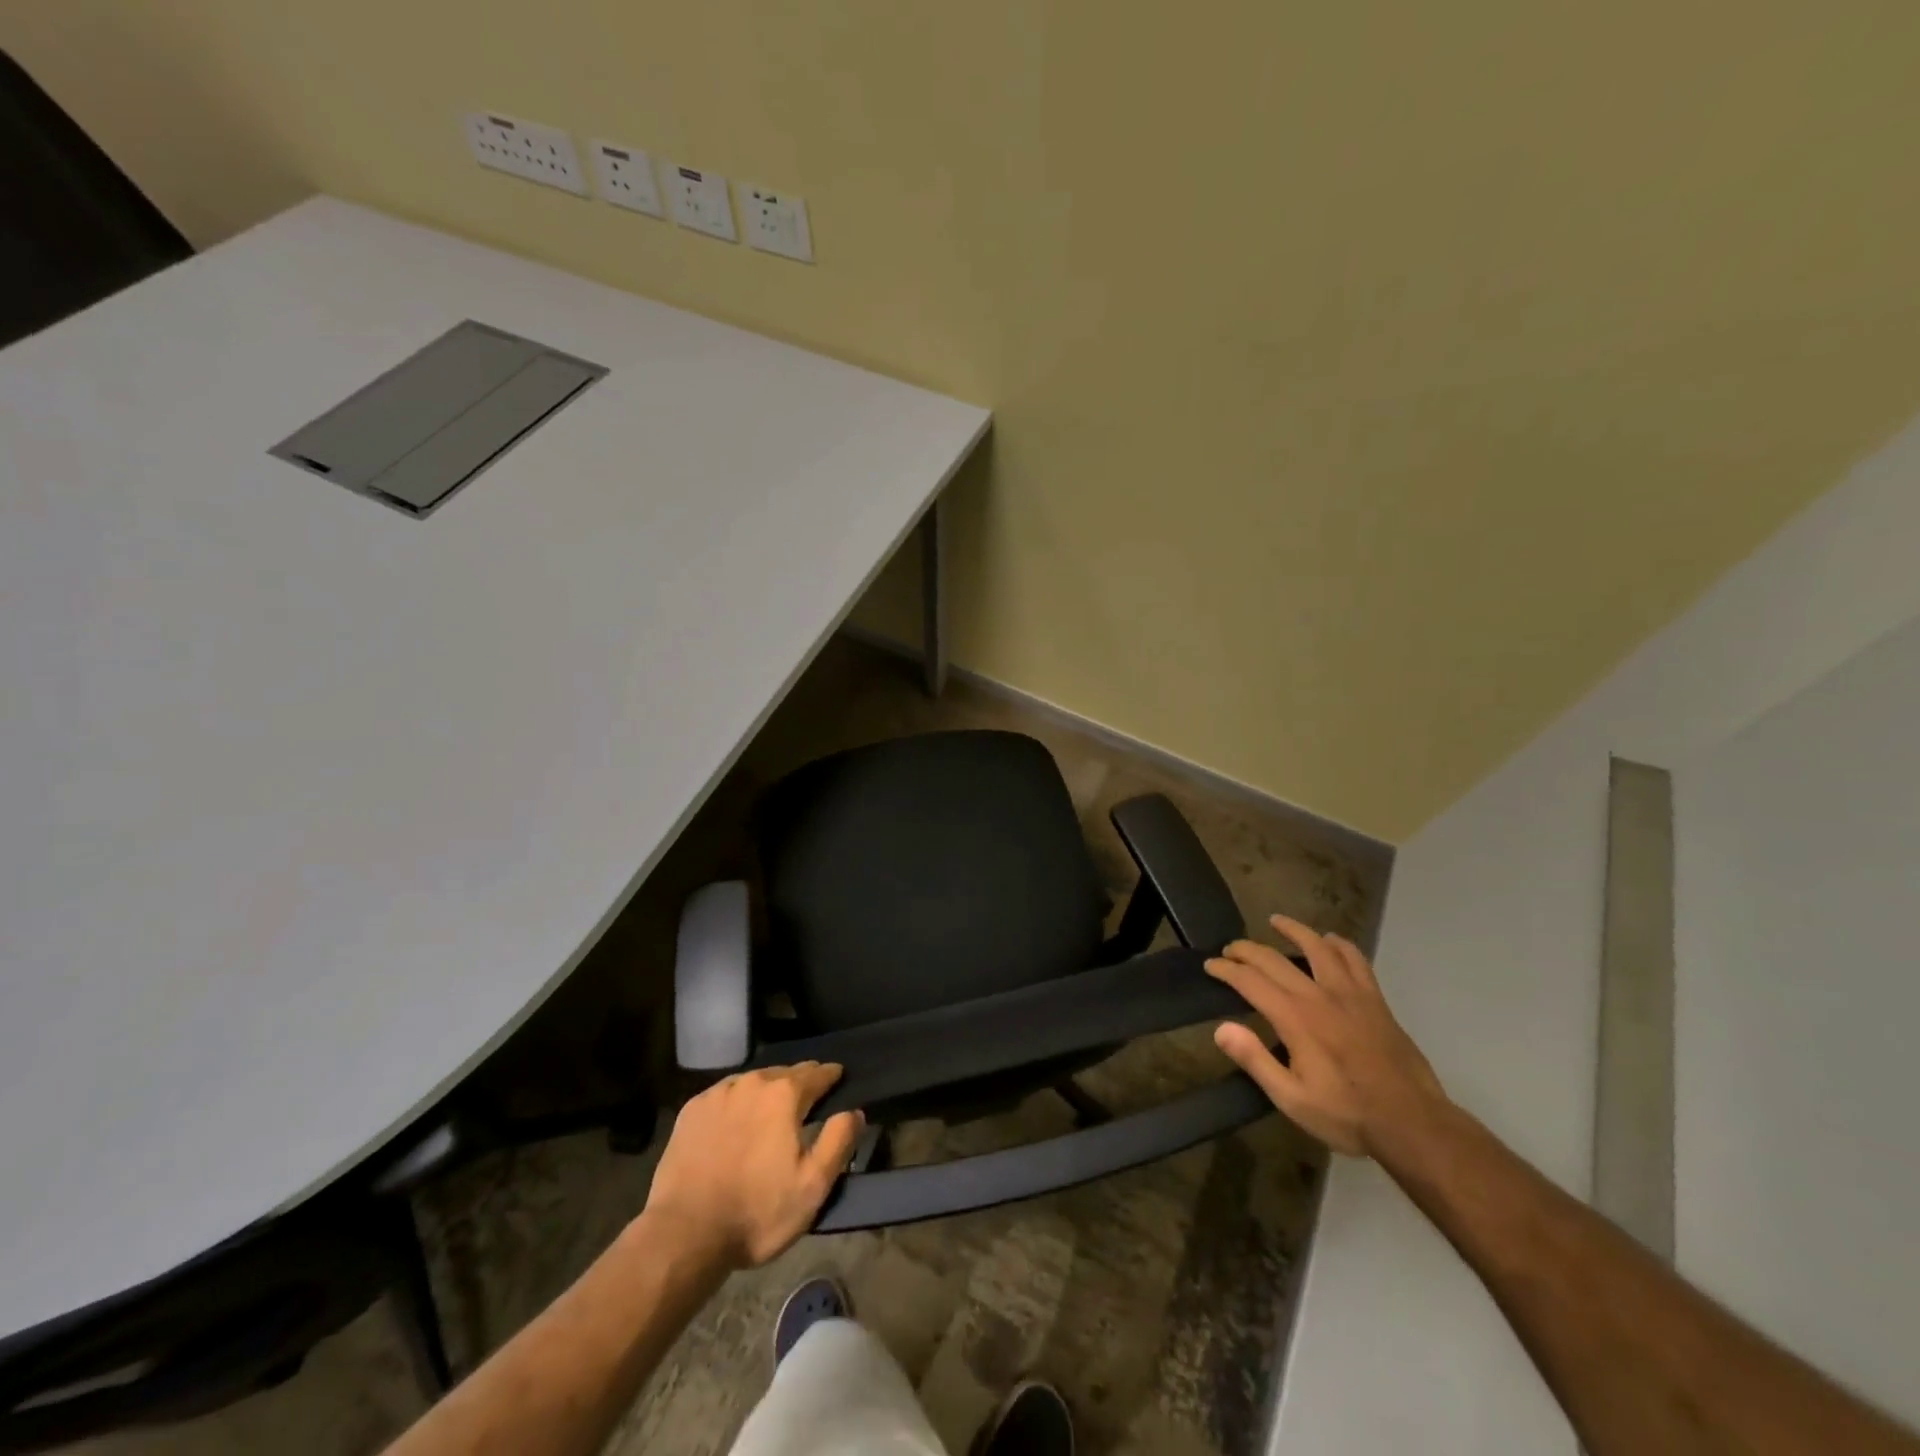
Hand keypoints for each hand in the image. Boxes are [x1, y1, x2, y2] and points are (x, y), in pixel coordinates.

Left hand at [642, 1063, 864, 1269]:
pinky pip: (725, 1096)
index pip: (818, 1073)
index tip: (838, 1078)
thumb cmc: (756, 1212)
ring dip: (767, 1093)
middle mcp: (752, 1082)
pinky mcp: (691, 1111)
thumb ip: (839, 1141)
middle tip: (807, 1101)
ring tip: (771, 1113)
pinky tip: (736, 1124)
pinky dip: (737, 1104)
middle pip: (785, 1074)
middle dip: (799, 1084)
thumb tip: (854, 1111)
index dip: (832, 1076)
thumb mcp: (813, 1185)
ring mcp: (718, 1094)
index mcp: (785, 1094)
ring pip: (753, 1083)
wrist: (683, 1235)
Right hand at [1206, 914, 1446, 1157]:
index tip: (1210, 965)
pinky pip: (1355, 960)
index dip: (1226, 970)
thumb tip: (1221, 1028)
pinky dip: (1339, 945)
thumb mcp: (1291, 1098)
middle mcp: (1319, 995)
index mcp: (1294, 1018)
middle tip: (1230, 949)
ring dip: (1293, 930)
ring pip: (1317, 947)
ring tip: (1276, 921)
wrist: (1412, 1123)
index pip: (1250, 981)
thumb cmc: (1347, 1114)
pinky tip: (1330, 940)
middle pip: (1274, 959)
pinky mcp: (1374, 1000)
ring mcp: (1350, 994)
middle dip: (1247, 950)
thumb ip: (1255, 1060)